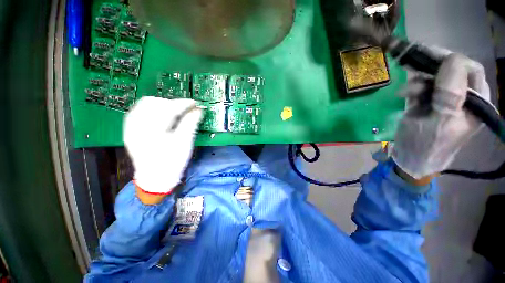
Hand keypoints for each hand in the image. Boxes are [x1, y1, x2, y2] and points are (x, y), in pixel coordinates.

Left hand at [123, 97, 202, 194]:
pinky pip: (139, 111)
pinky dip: (152, 109)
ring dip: (162, 105)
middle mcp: (137, 126)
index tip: (195, 103)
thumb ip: (190, 124)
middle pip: (154, 103)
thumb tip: (198, 110)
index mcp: (153, 131)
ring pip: (144, 104)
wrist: (155, 178)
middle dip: (172, 103)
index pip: (169, 109)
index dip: (183, 104)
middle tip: (185, 110)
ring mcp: (131, 127)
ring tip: (174, 112)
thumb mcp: (184, 143)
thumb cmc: (172, 162)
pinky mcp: (130, 130)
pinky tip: (161, 115)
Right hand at [393, 53, 490, 178]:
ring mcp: (447, 99)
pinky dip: (413, 87)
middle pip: (454, 70)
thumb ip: (451, 92)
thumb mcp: (441, 120)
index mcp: (476, 103)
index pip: (471, 70)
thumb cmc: (427, 144)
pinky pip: (424, 86)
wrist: (411, 158)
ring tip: (405, 91)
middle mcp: (465, 97)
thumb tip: (452, 59)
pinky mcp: (431, 101)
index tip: (428, 58)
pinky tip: (404, 94)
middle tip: (414, 63)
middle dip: (433, 67)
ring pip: (436, 77)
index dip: (452, 61)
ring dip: (419, 80)